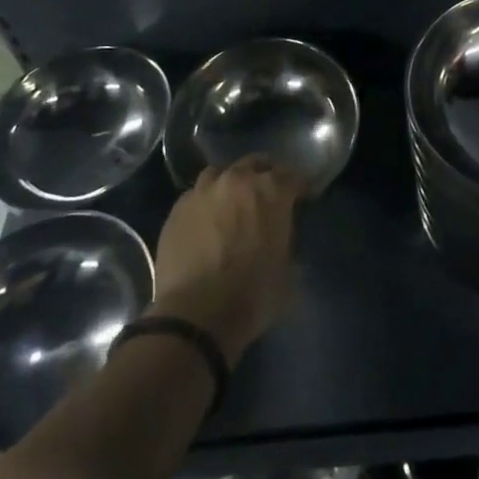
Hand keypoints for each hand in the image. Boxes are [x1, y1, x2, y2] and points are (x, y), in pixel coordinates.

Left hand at [149, 156, 301, 361]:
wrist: (196, 314)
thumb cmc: (253, 294)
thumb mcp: (288, 270)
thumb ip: (286, 240)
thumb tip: (281, 237)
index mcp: (272, 191)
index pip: (292, 175)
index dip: (298, 187)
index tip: (301, 198)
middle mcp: (238, 180)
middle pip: (255, 164)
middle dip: (264, 176)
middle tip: (266, 196)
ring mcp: (204, 191)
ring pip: (221, 173)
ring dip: (230, 183)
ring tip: (231, 202)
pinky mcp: (178, 208)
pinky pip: (196, 194)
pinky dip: (206, 201)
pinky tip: (206, 219)